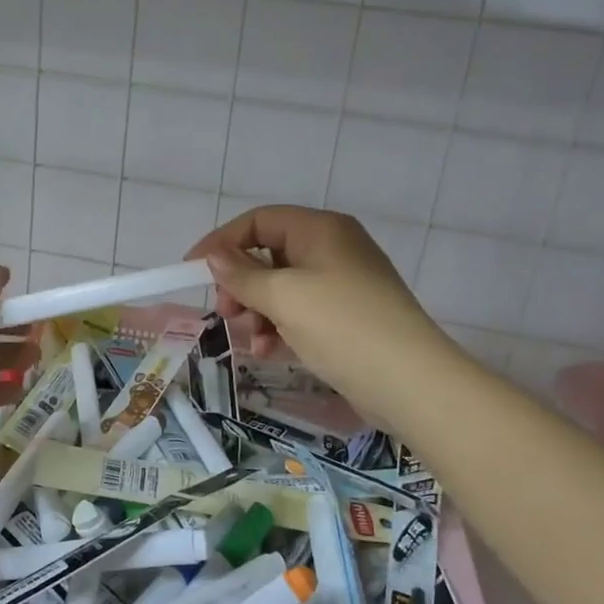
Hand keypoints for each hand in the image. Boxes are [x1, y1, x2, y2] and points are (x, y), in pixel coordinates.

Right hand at [186, 206, 452, 425]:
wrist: (411, 382)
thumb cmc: (343, 326)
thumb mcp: (285, 297)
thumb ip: (243, 275)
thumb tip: (215, 256)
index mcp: (320, 230)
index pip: (259, 221)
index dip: (222, 242)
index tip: (192, 270)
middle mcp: (332, 248)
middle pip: (269, 254)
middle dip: (241, 284)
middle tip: (226, 312)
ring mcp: (342, 284)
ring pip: (282, 287)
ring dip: (257, 311)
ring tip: (250, 340)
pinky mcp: (346, 317)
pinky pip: (300, 312)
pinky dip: (279, 327)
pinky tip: (267, 351)